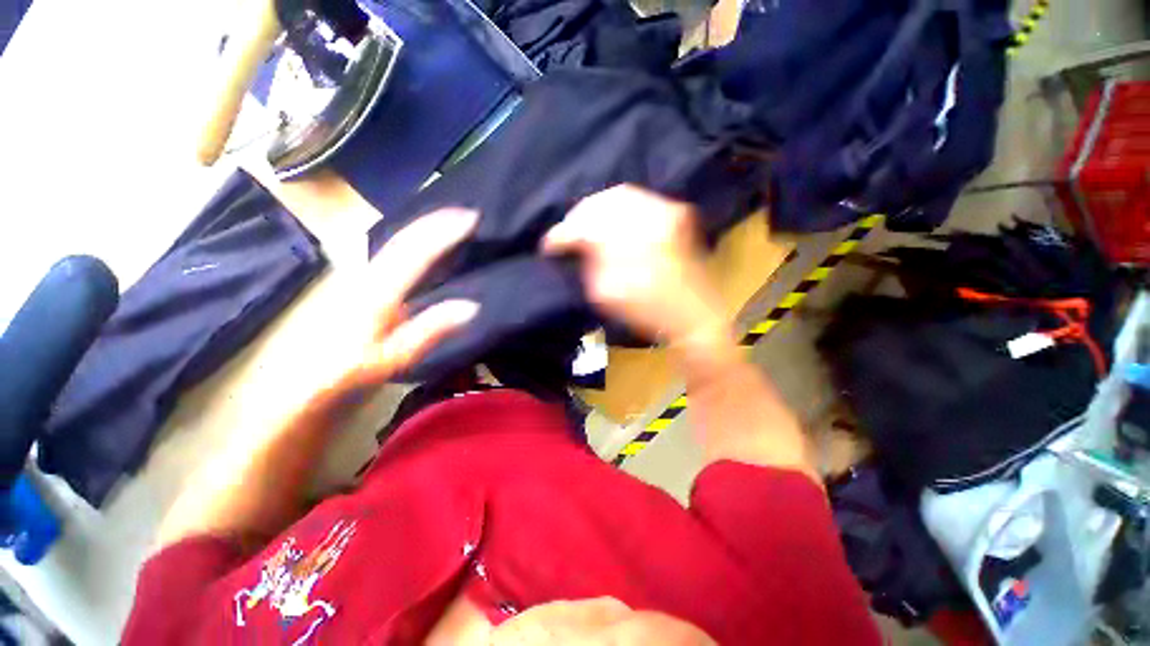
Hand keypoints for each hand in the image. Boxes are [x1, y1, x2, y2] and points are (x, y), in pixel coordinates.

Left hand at [311, 208, 479, 403]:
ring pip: (399, 243)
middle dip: (437, 221)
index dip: (444, 231)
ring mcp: (366, 280)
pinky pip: (397, 256)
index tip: (472, 217)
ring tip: (455, 223)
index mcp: (377, 291)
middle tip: (469, 213)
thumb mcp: (392, 358)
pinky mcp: (367, 289)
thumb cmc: (348, 373)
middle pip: (405, 238)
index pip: (414, 250)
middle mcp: (370, 276)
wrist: (305, 387)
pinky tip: (431, 248)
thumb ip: (430, 329)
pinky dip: (419, 244)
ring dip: (427, 227)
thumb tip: (472, 305)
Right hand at [542, 185, 726, 347]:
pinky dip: (620, 207)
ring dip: (598, 209)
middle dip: (579, 216)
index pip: (584, 225)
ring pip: (621, 195)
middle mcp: (649, 216)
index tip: (548, 245)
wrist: (696, 316)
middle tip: (568, 232)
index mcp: (630, 240)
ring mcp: (666, 211)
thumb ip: (587, 264)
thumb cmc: (649, 313)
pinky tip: (611, 220)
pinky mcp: (676, 214)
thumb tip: (575, 246)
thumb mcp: (606, 295)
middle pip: (602, 202)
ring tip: (586, 225)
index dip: (561, 234)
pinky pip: (640, 200)